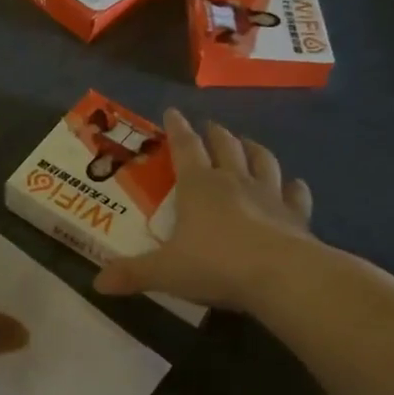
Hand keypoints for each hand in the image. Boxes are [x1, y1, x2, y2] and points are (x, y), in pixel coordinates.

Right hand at [94, 110, 314, 313]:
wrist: (281, 276)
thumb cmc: (216, 265)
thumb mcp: (165, 272)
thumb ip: (132, 274)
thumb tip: (98, 283)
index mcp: (199, 186)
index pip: (185, 147)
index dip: (177, 128)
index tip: (172, 111)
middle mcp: (234, 181)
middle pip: (225, 147)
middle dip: (215, 134)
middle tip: (210, 126)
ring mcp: (269, 195)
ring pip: (262, 160)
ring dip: (253, 148)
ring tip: (248, 143)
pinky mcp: (296, 215)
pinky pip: (295, 193)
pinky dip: (293, 186)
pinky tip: (294, 184)